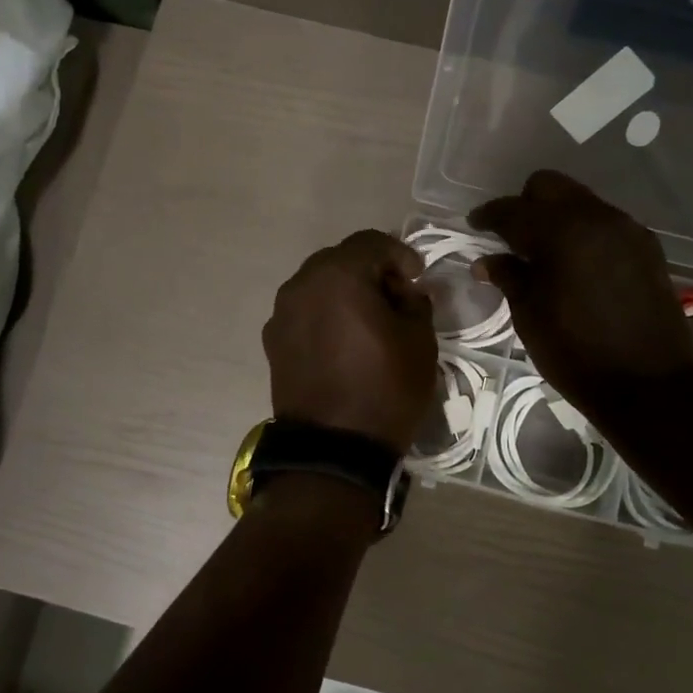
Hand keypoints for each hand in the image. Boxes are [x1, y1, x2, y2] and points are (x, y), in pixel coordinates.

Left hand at [263, 230, 438, 453]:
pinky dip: (325, 314)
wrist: (334, 450)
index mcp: (338, 276)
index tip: (417, 278)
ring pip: (319, 285)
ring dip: (345, 292)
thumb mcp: (420, 342)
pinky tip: (343, 342)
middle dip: (371, 271)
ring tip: (368, 321)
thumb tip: (405, 293)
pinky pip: (304, 312)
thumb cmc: (385, 390)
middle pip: (340, 259)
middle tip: (395, 297)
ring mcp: (281, 313)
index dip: (400, 254)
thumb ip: (415, 303)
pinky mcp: (273, 341)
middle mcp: (301, 285)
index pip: (371, 243)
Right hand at [469, 171, 692, 417]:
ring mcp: (627, 229)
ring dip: (557, 217)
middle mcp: (596, 218)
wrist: (648, 384)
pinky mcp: (647, 247)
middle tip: (512, 237)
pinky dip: (584, 232)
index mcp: (561, 233)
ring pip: (581, 202)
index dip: (489, 216)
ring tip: (545, 253)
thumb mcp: (530, 316)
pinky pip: (605, 223)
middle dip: (525, 204)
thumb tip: (486, 260)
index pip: (513, 210)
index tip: (475, 225)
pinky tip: (577, 264)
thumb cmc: (576, 353)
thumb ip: (508, 277)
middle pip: (550, 187)